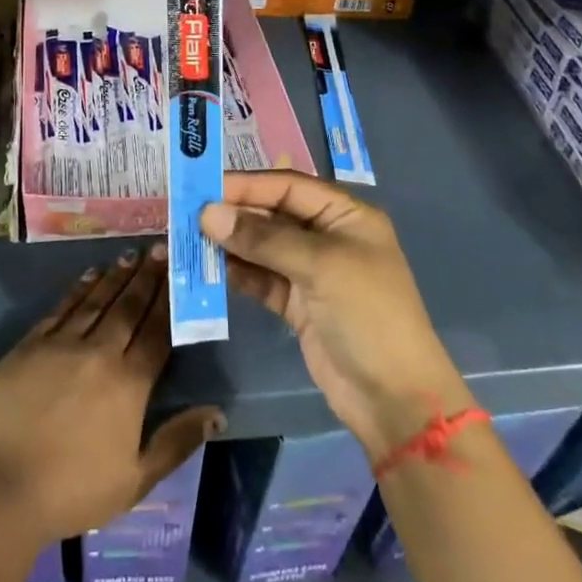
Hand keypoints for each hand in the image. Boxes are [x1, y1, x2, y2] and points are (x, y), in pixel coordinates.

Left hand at [0, 246, 223, 542]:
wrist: (0, 487)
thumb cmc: (73, 490)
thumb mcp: (136, 479)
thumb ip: (177, 441)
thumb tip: (218, 412)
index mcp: (129, 384)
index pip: (157, 333)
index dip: (169, 301)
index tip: (179, 273)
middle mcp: (99, 354)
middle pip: (129, 308)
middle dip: (147, 277)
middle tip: (159, 248)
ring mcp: (62, 345)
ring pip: (96, 301)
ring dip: (116, 276)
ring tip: (131, 254)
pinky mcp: (30, 345)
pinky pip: (61, 309)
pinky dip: (78, 289)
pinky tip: (90, 275)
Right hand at [203, 172, 469, 459]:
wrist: (393, 398)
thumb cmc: (367, 314)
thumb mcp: (320, 266)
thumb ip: (263, 238)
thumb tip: (208, 214)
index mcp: (345, 215)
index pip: (288, 185)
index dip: (247, 184)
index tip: (203, 186)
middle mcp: (326, 236)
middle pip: (272, 213)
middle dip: (233, 213)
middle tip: (187, 213)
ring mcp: (310, 271)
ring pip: (261, 246)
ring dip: (229, 243)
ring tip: (188, 239)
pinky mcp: (296, 303)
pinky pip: (259, 277)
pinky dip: (236, 272)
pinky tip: (207, 268)